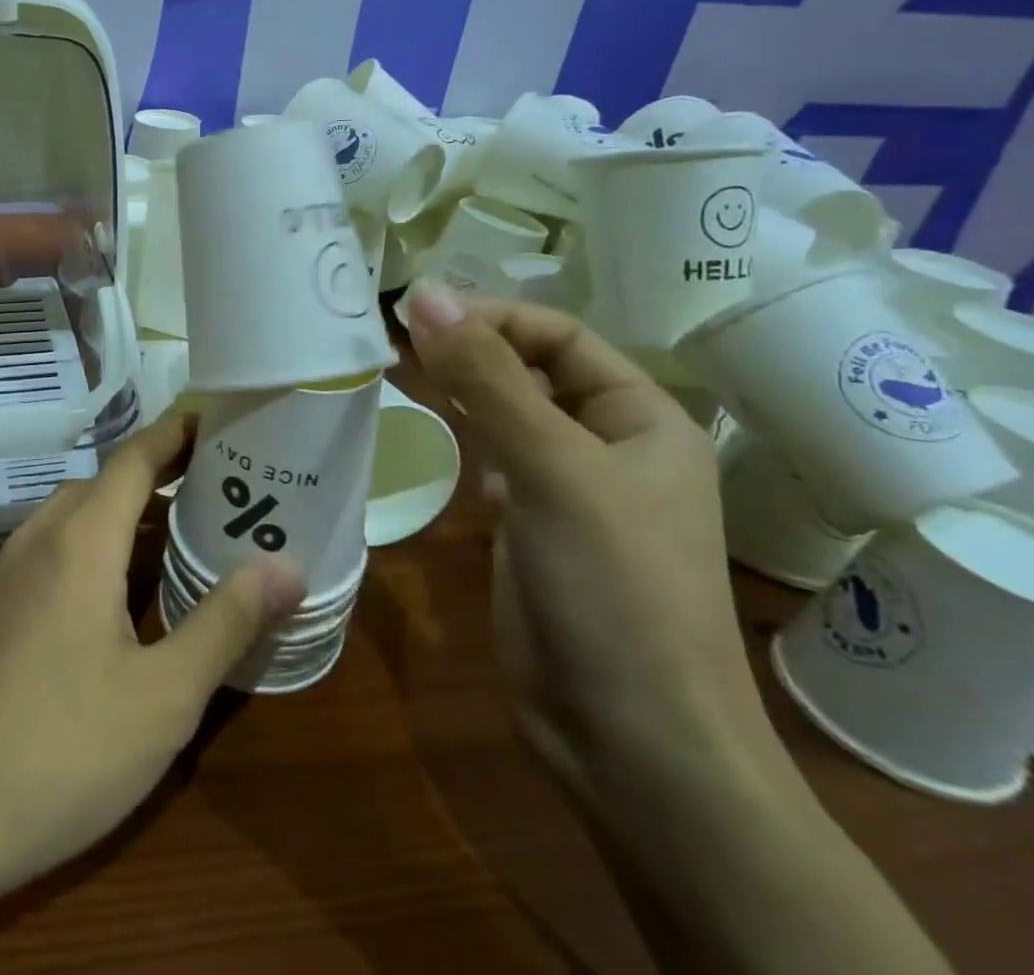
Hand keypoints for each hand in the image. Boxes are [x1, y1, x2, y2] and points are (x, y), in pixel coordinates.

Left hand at [0, 413, 303, 907]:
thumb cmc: (66, 749)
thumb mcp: (165, 693)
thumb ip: (226, 621)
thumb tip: (285, 567)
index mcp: (81, 539)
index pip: (134, 459)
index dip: (175, 434)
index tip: (216, 421)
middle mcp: (39, 537)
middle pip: (104, 482)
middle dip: (159, 475)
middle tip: (218, 489)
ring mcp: (9, 571)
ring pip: (75, 515)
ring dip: (125, 512)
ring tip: (180, 536)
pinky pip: (54, 547)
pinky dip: (95, 543)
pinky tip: (121, 594)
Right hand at [398, 287, 771, 799]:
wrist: (631, 740)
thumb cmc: (613, 588)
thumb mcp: (552, 469)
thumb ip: (487, 379)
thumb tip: (425, 294)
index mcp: (642, 418)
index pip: (558, 335)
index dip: (490, 316)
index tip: (413, 313)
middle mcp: (610, 444)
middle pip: (530, 369)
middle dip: (468, 347)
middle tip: (391, 336)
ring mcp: (570, 488)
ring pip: (508, 412)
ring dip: (460, 388)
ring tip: (397, 371)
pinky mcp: (533, 526)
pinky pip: (495, 458)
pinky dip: (464, 436)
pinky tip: (438, 439)